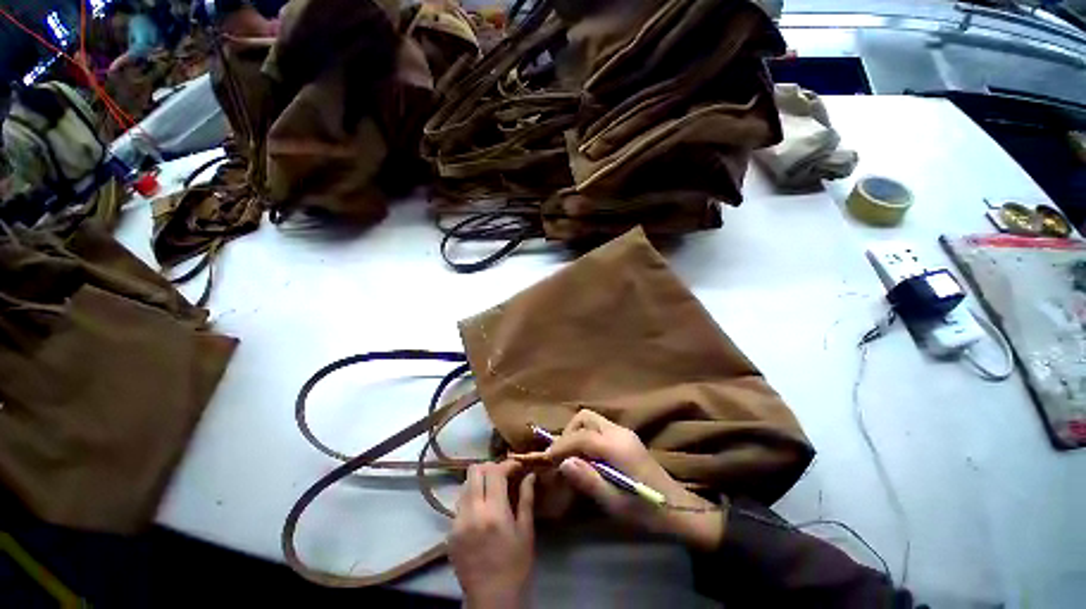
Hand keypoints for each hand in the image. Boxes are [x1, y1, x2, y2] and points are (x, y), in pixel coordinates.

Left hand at [449, 461, 535, 608]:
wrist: (491, 599)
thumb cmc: (516, 565)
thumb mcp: (526, 531)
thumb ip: (526, 498)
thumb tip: (530, 474)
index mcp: (494, 512)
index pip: (495, 471)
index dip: (507, 464)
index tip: (517, 466)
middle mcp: (472, 512)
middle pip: (474, 471)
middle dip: (490, 467)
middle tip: (502, 475)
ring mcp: (457, 522)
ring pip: (464, 485)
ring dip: (478, 481)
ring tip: (491, 490)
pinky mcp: (449, 533)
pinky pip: (459, 504)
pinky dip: (471, 499)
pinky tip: (481, 510)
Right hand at [516, 410, 723, 550]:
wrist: (678, 509)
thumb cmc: (646, 510)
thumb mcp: (614, 502)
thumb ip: (587, 480)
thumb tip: (563, 462)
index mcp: (616, 446)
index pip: (580, 436)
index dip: (560, 445)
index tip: (546, 459)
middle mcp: (619, 432)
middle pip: (585, 417)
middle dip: (569, 432)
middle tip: (561, 456)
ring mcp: (624, 433)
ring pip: (591, 420)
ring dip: (577, 433)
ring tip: (570, 456)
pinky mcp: (626, 438)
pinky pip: (599, 428)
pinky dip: (587, 436)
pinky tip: (586, 456)